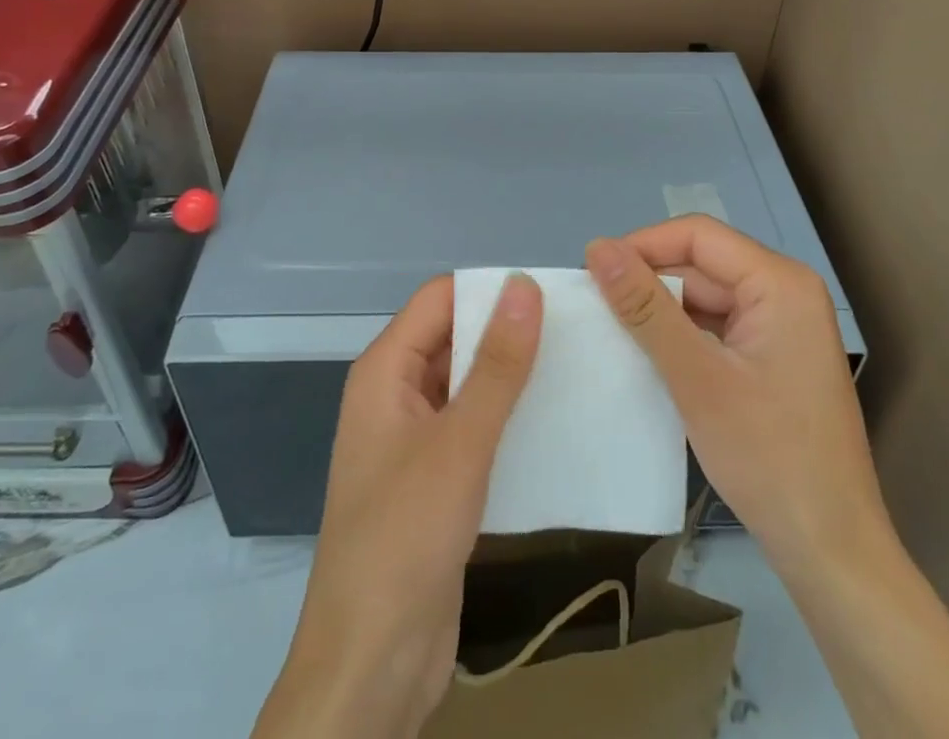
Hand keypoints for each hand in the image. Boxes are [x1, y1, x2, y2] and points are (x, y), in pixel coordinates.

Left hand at [253, 273, 542, 738]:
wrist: (371, 663)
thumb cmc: (405, 537)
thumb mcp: (460, 444)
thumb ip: (496, 365)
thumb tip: (525, 285)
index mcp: (385, 370)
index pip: (441, 299)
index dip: (491, 290)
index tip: (553, 295)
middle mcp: (396, 393)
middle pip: (454, 337)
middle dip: (508, 332)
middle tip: (577, 330)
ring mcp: (414, 438)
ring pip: (468, 383)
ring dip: (512, 377)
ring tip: (577, 368)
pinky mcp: (435, 478)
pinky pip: (474, 427)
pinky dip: (508, 419)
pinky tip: (555, 422)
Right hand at [584, 216, 888, 575]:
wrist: (831, 551)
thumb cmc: (769, 458)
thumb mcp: (697, 378)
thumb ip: (646, 308)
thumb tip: (597, 248)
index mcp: (780, 282)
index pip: (697, 235)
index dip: (642, 246)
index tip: (594, 274)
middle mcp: (786, 290)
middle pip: (702, 264)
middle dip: (650, 281)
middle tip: (596, 309)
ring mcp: (782, 324)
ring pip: (706, 294)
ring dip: (662, 310)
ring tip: (614, 331)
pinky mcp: (773, 354)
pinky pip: (717, 324)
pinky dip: (682, 334)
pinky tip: (650, 354)